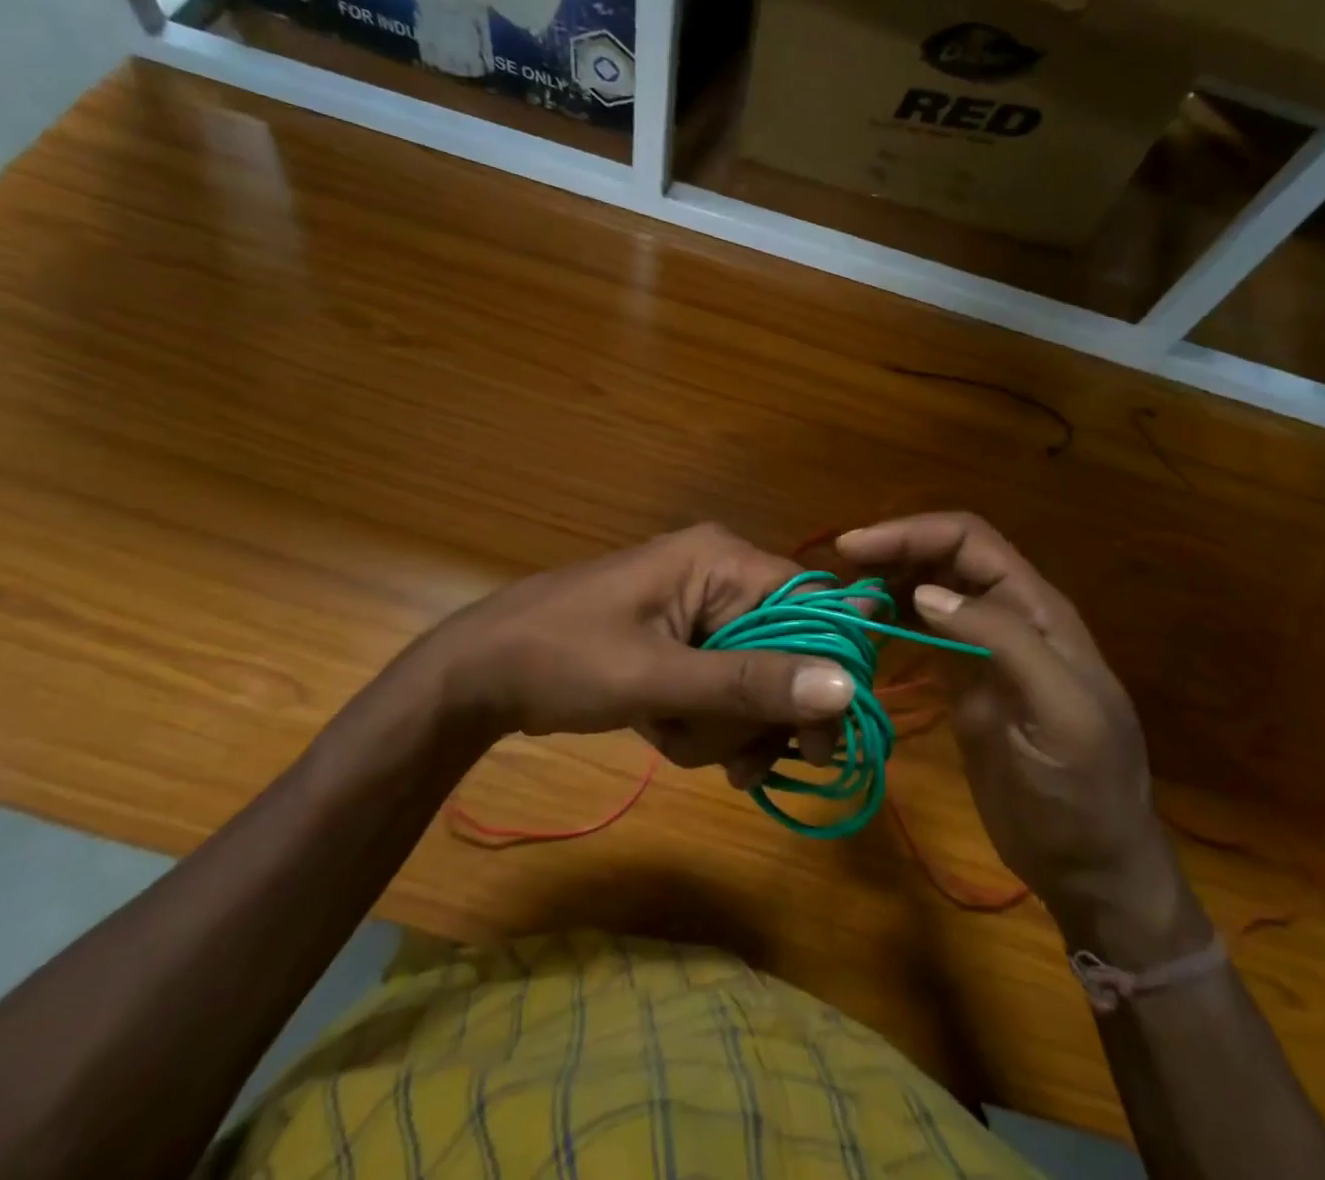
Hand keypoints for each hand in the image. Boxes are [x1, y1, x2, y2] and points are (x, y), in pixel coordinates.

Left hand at [417, 524, 850, 772]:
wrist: (478, 676)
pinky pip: (725, 688)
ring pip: (757, 679)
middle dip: (761, 713)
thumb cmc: (562, 659)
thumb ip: (750, 683)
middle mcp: (722, 577)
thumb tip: (846, 688)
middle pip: (789, 650)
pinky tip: (671, 738)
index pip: (813, 606)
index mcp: (722, 560)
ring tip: (677, 742)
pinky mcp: (684, 644)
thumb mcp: (657, 677)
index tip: (815, 738)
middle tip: (740, 764)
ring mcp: (701, 612)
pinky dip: (708, 724)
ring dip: (728, 727)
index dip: (828, 668)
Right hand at [836, 513, 1190, 940]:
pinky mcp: (963, 679)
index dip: (913, 533)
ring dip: (888, 582)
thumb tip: (925, 592)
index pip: (970, 541)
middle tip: (841, 574)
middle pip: (946, 556)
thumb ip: (1003, 642)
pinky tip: (864, 629)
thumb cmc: (1082, 792)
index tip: (855, 548)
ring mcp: (983, 647)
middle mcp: (1009, 615)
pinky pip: (922, 631)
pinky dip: (891, 618)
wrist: (1090, 865)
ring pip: (930, 589)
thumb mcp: (1060, 714)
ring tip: (845, 601)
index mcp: (1038, 610)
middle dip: (893, 551)